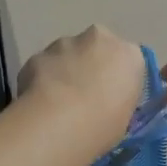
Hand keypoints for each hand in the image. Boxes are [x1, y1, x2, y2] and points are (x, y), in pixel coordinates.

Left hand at [17, 25, 147, 150]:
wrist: (59, 124)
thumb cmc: (103, 126)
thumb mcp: (124, 118)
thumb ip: (117, 100)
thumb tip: (103, 102)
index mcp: (129, 55)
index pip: (127, 62)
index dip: (116, 80)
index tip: (109, 99)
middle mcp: (98, 39)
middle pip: (96, 49)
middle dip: (89, 65)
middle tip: (83, 97)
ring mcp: (64, 43)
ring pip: (66, 54)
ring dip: (64, 70)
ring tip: (57, 103)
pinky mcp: (37, 54)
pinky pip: (43, 66)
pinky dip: (41, 79)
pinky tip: (38, 103)